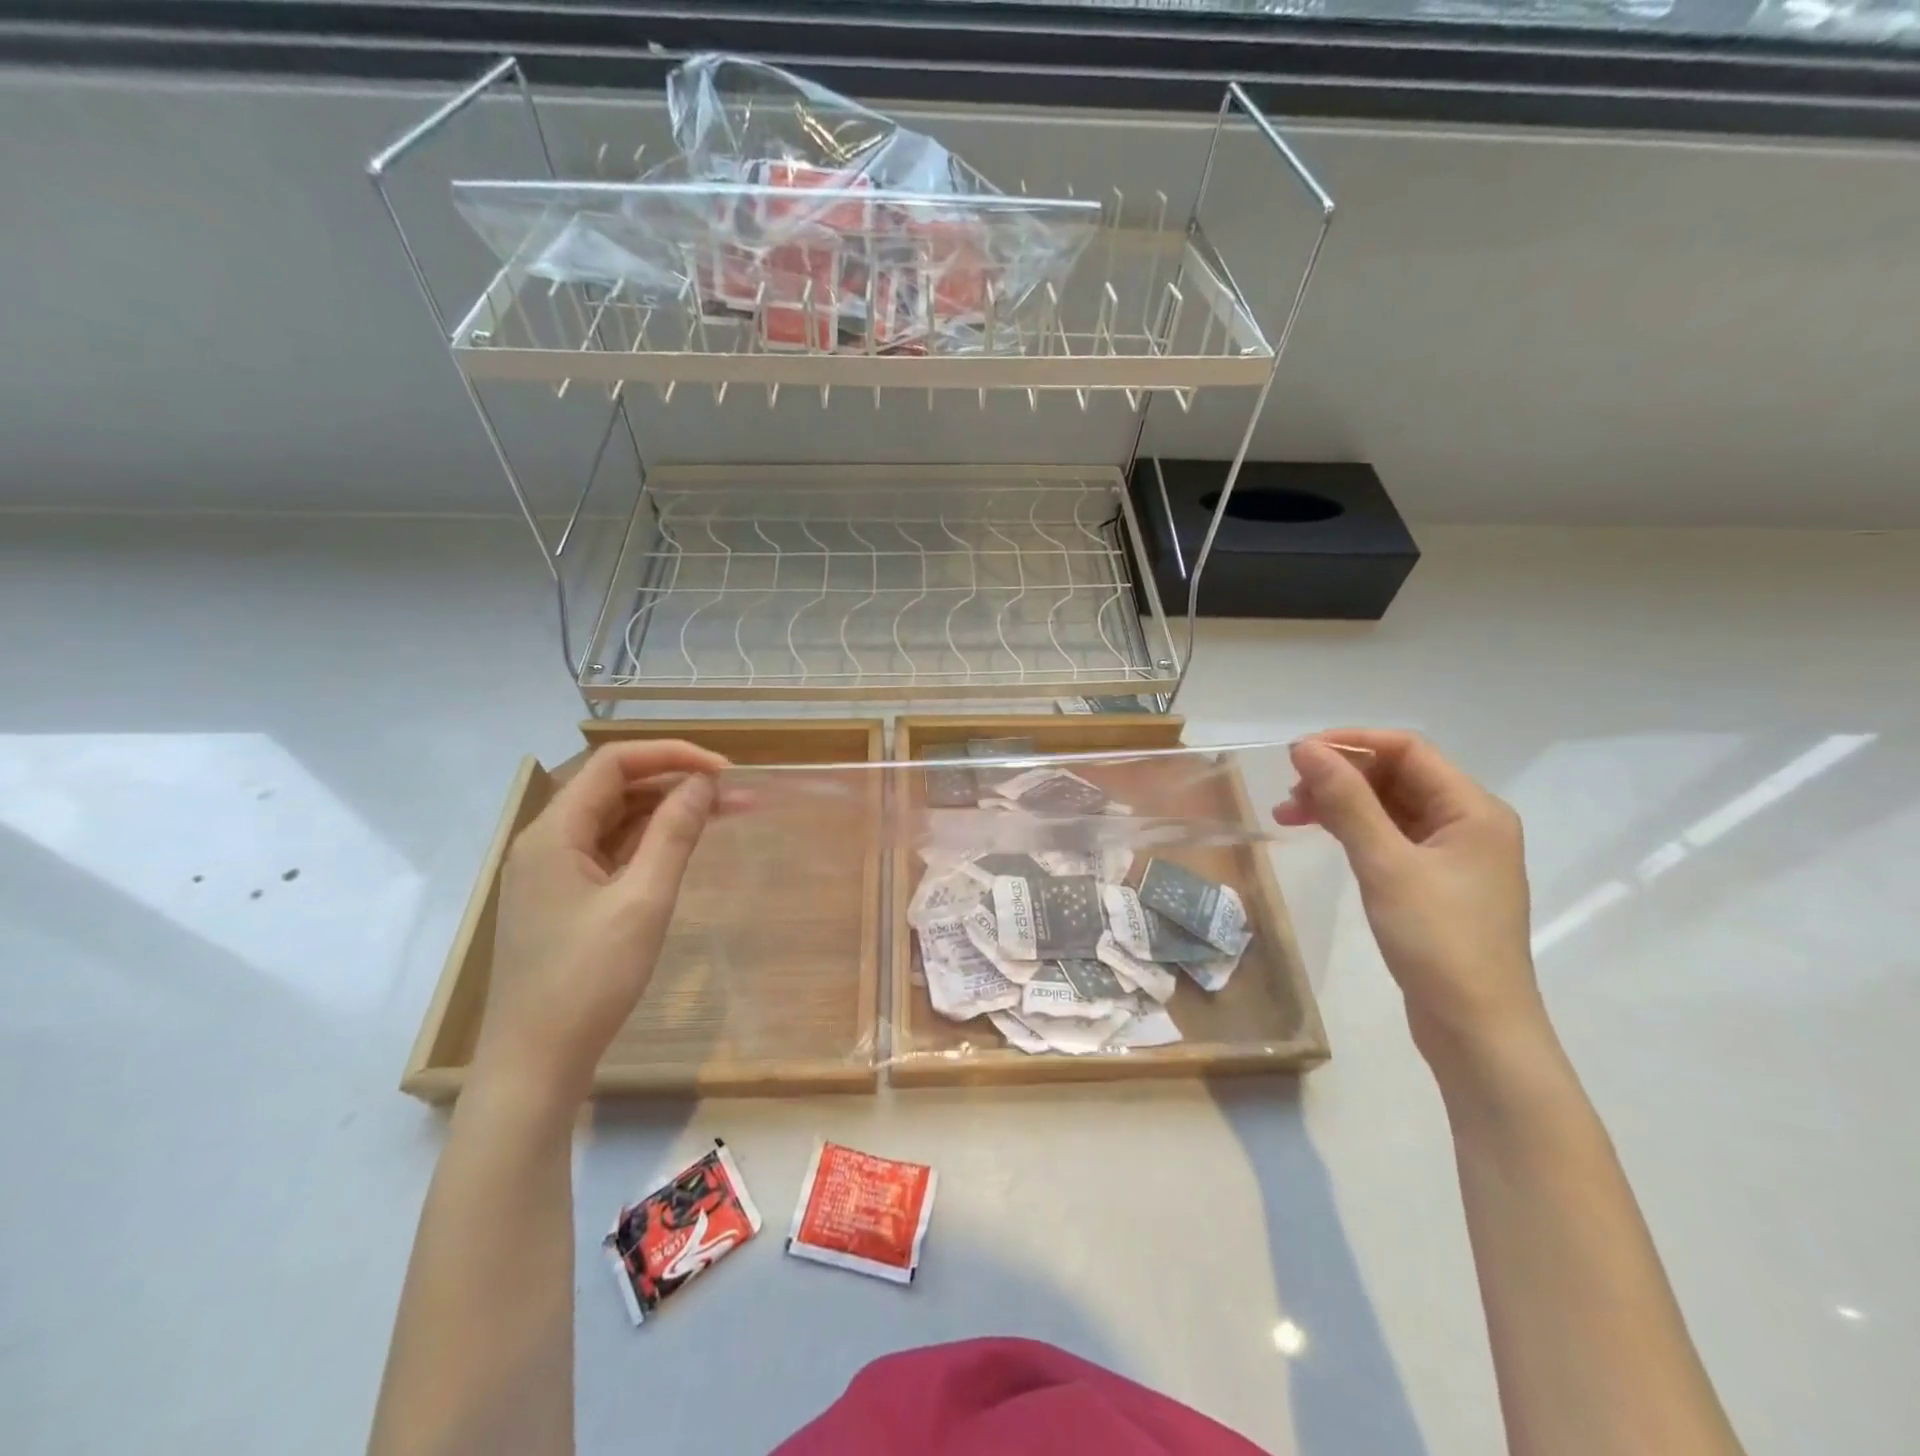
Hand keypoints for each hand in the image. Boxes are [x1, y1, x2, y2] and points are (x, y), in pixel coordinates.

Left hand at [474, 740, 728, 1107]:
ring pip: (617, 819)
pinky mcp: (565, 898)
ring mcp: (553, 871)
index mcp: (553, 832)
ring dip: (669, 811)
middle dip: (677, 782)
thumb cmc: (588, 980)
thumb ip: (674, 834)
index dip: (672, 755)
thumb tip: (703, 783)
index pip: (614, 763)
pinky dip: (650, 841)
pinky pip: (612, 850)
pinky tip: (685, 844)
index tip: (724, 771)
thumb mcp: (643, 901)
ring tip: (726, 813)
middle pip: (616, 788)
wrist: (536, 1064)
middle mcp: (547, 841)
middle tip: (736, 794)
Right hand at [1275, 730, 1547, 1063]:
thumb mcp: (1385, 864)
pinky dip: (1352, 830)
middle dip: (1340, 776)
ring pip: (1389, 807)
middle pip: (1397, 776)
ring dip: (1340, 803)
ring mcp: (1452, 856)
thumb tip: (1305, 749)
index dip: (1351, 743)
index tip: (1297, 754)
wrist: (1476, 1029)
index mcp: (1473, 810)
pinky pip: (1389, 837)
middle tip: (1288, 791)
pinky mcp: (1434, 883)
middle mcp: (1468, 823)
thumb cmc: (1437, 940)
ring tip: (1288, 814)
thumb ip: (1346, 801)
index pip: (1408, 750)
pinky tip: (1319, 834)